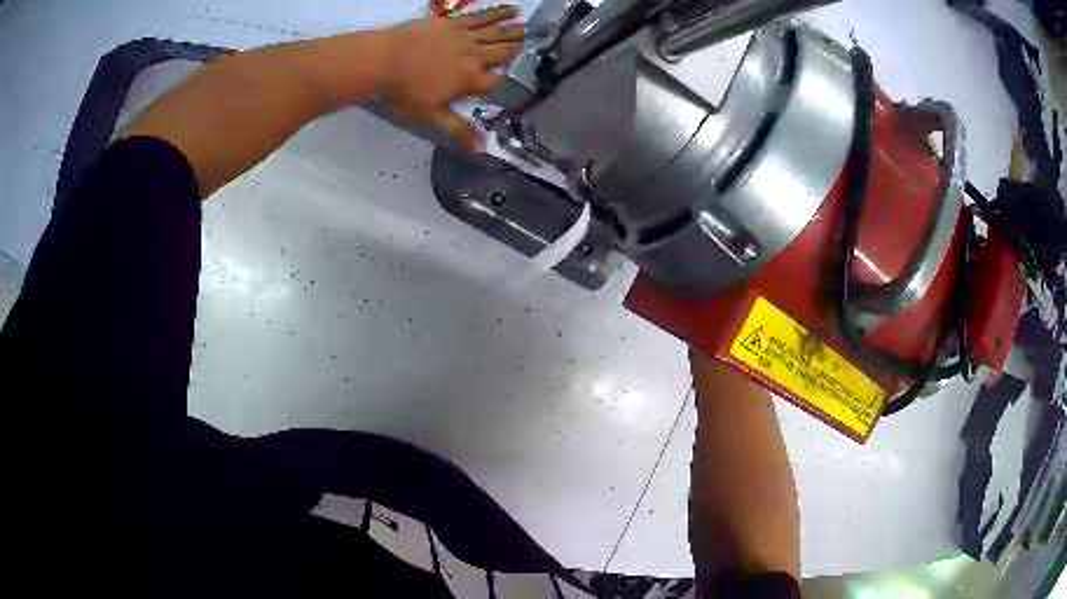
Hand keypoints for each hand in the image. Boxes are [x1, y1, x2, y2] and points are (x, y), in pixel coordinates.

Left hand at [381, 6, 523, 150]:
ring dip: (514, 32)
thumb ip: (458, 129)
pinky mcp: (453, 22)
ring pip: (496, 33)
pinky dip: (497, 12)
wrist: (383, 60)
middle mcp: (473, 56)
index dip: (512, 82)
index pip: (498, 82)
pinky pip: (480, 16)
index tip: (527, 81)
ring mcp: (464, 37)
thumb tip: (481, 148)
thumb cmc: (404, 91)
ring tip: (531, 29)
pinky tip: (512, 9)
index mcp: (470, 80)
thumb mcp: (430, 116)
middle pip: (503, 54)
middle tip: (539, 46)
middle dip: (520, 51)